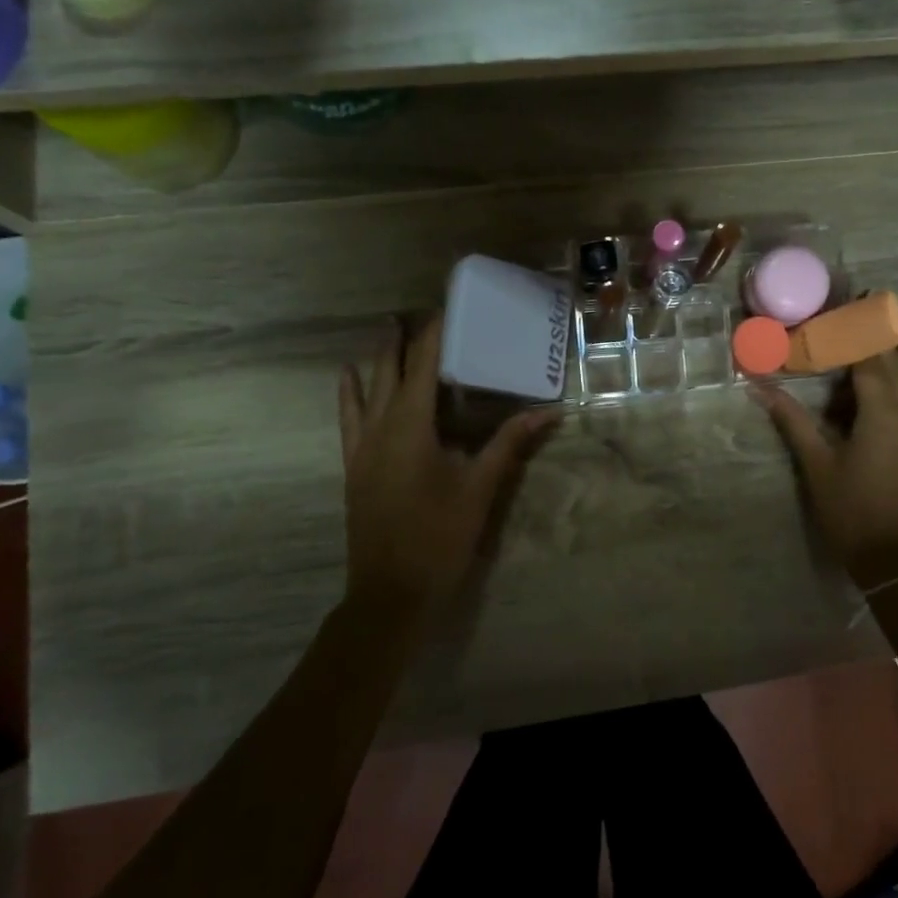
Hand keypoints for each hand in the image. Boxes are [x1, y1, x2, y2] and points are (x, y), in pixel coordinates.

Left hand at [339, 318, 557, 615]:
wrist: (391, 592)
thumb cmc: (440, 536)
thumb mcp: (481, 488)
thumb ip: (510, 444)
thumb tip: (550, 411)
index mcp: (412, 426)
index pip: (424, 365)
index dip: (434, 333)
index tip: (446, 305)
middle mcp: (380, 427)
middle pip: (390, 370)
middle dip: (404, 338)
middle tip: (419, 311)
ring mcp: (361, 447)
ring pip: (364, 389)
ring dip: (376, 358)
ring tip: (386, 329)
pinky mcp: (354, 466)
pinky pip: (348, 417)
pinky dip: (349, 392)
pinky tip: (348, 379)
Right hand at [753, 308, 897, 592]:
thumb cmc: (852, 511)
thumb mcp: (817, 464)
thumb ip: (792, 420)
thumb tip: (757, 386)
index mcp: (878, 410)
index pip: (865, 356)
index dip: (853, 327)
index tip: (845, 300)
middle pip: (893, 358)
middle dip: (883, 325)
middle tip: (878, 293)